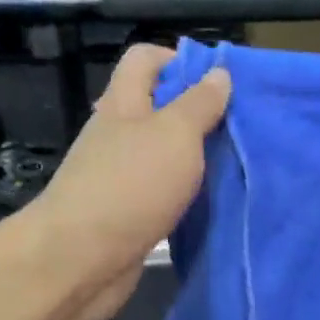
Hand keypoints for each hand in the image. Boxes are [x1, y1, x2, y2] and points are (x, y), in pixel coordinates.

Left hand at [26, 43, 229, 319]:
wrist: (81, 259)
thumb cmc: (130, 185)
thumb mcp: (175, 134)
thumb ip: (199, 104)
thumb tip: (218, 73)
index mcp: (123, 103)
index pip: (145, 59)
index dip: (180, 60)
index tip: (219, 83)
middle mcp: (116, 135)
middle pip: (156, 109)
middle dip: (196, 115)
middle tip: (237, 130)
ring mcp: (117, 177)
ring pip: (160, 156)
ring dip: (192, 160)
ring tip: (233, 167)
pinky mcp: (124, 216)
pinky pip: (159, 194)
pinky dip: (182, 195)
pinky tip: (209, 204)